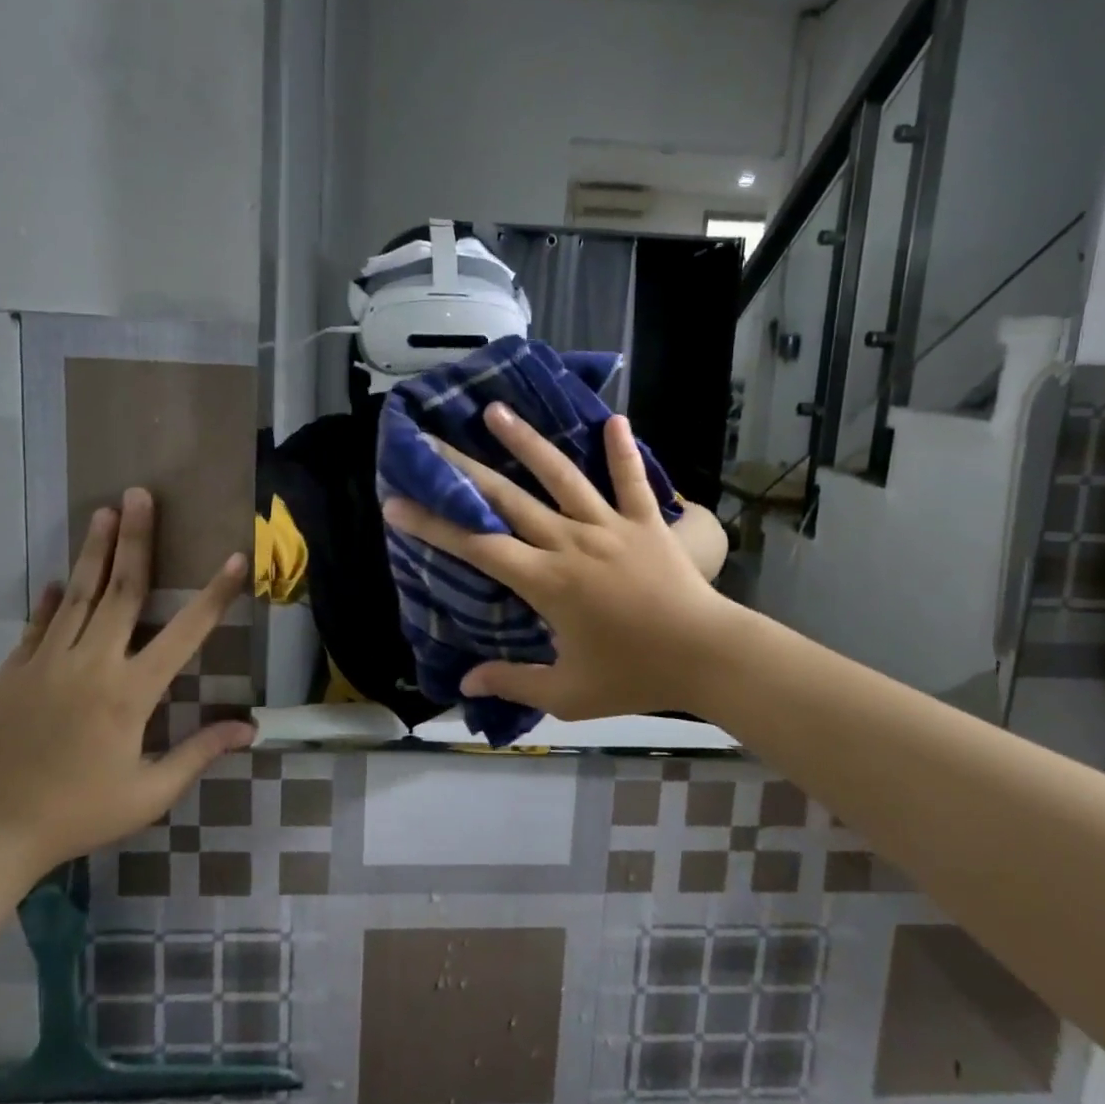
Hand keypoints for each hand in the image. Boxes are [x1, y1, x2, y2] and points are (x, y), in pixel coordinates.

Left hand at [0, 488, 254, 880]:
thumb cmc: (80, 813)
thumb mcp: (150, 793)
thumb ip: (199, 753)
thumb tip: (250, 728)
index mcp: (131, 692)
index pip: (185, 633)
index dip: (214, 595)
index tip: (235, 559)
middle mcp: (92, 664)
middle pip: (122, 590)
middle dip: (136, 539)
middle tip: (141, 494)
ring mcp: (48, 663)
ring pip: (80, 595)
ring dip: (95, 551)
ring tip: (106, 511)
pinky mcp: (14, 672)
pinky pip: (39, 625)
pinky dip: (53, 599)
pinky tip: (60, 578)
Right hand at [383, 404, 739, 720]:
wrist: (707, 657)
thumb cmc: (635, 675)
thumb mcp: (568, 693)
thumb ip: (514, 682)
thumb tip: (464, 680)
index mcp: (546, 581)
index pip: (477, 546)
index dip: (434, 525)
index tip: (397, 503)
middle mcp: (570, 541)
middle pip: (508, 498)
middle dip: (463, 469)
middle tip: (431, 440)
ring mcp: (610, 526)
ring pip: (561, 476)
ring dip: (527, 441)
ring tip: (497, 411)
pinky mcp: (646, 522)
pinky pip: (631, 481)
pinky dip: (622, 452)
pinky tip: (614, 419)